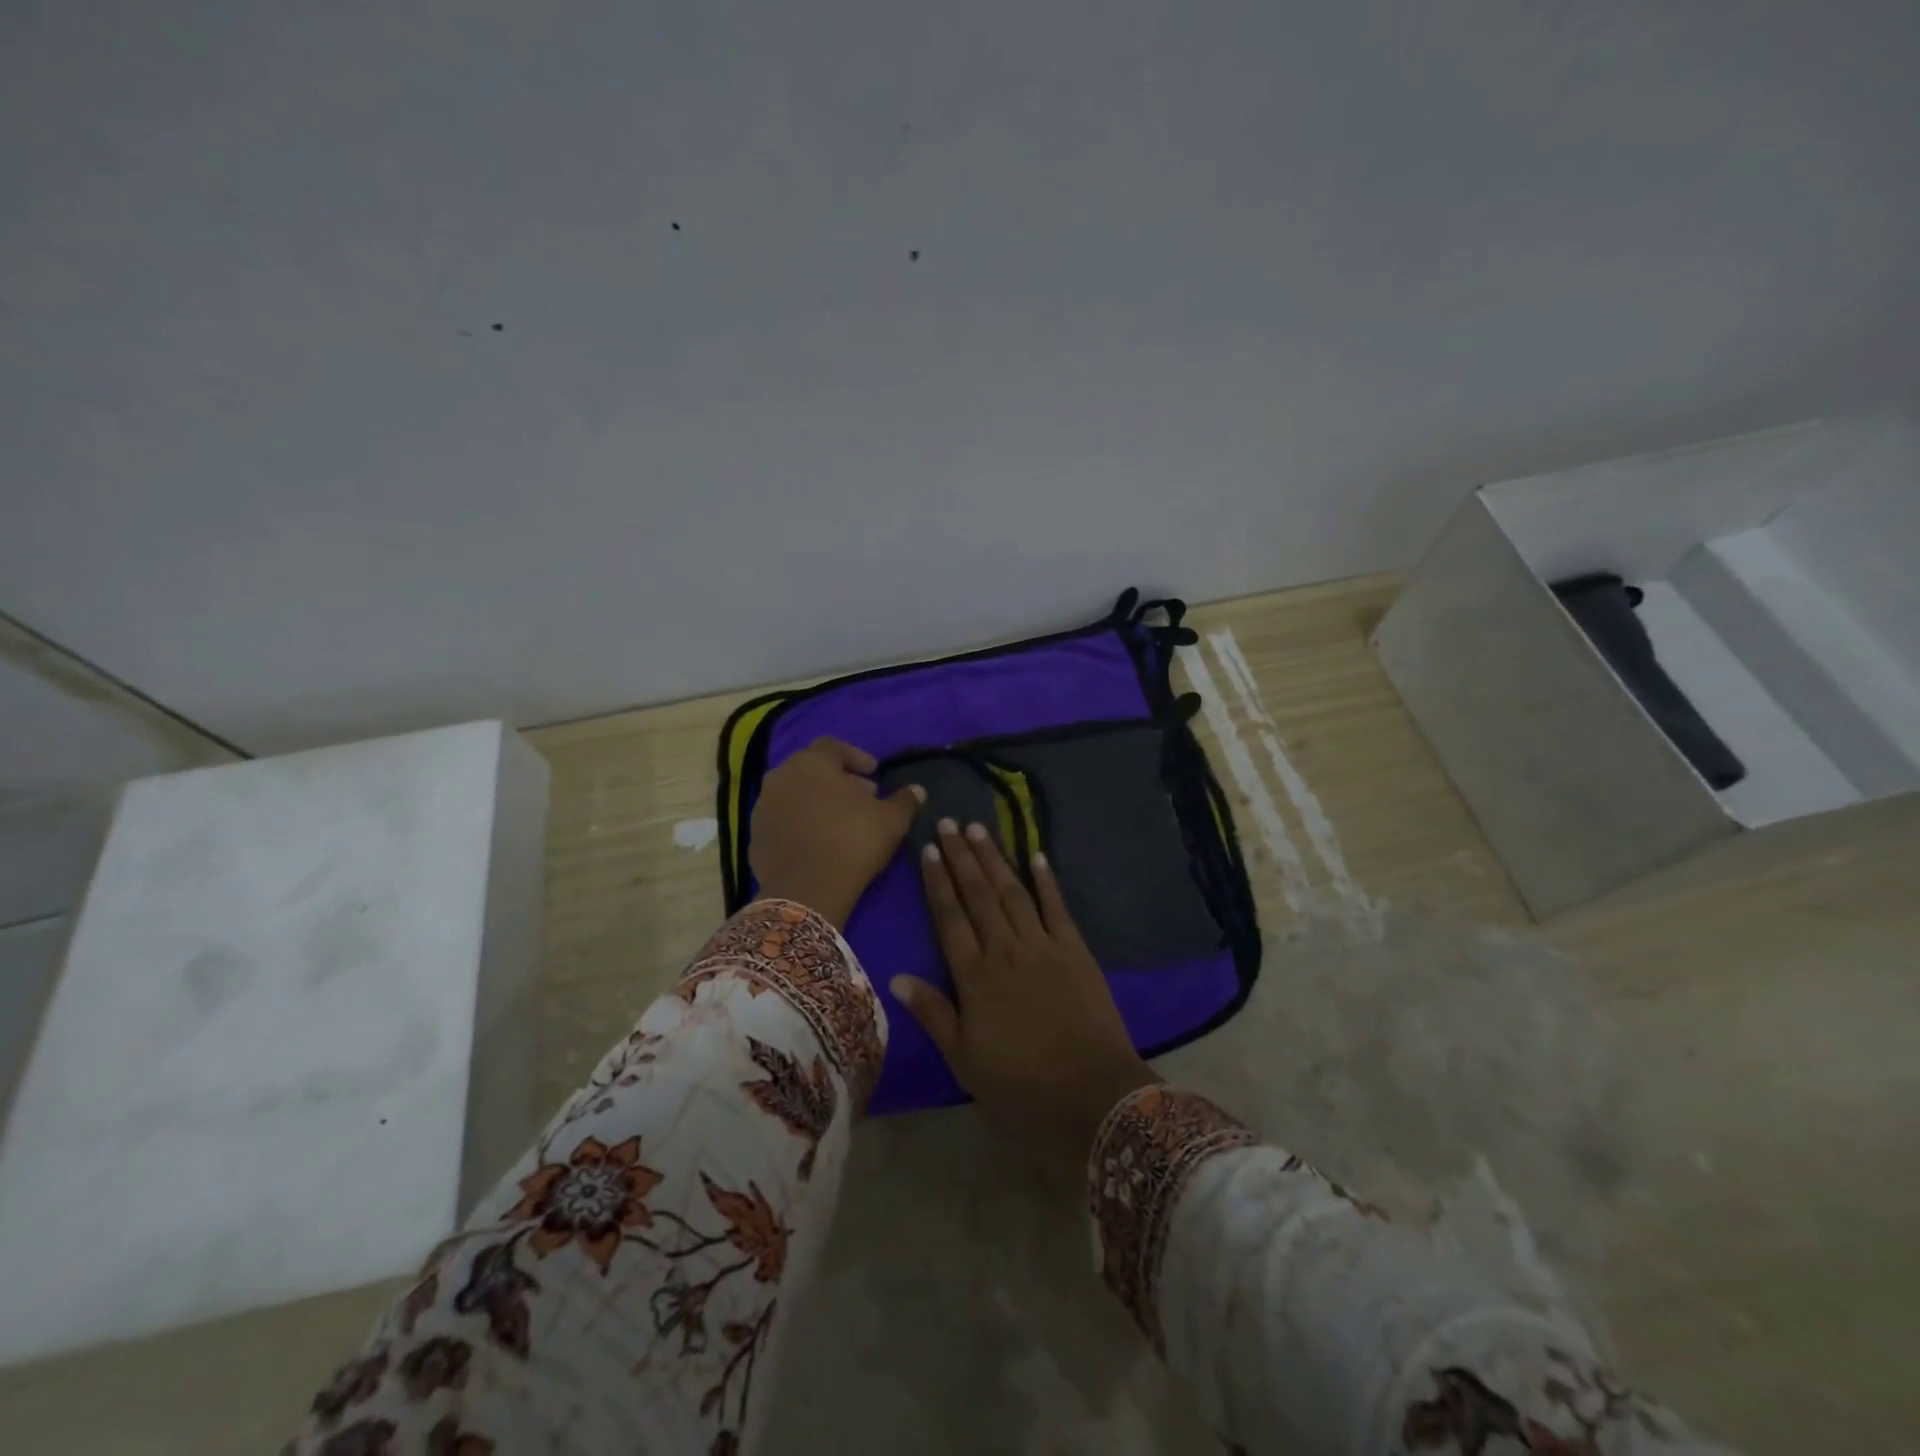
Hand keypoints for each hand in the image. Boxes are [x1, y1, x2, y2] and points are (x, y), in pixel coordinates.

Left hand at [749, 737, 923, 930]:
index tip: (875, 774)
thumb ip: (905, 800)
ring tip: (839, 821)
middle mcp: (781, 776)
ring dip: (817, 801)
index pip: (833, 746)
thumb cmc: (852, 841)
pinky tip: (818, 842)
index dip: (856, 757)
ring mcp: (763, 806)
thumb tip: (917, 790)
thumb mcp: (891, 820)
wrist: (806, 891)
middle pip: (812, 769)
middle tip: (861, 797)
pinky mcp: (755, 836)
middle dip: (837, 779)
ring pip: (795, 793)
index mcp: (812, 762)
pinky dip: (800, 823)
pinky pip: (783, 820)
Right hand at [891, 820, 1159, 1175]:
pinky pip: (1058, 907)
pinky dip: (1047, 880)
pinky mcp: (1076, 951)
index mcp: (975, 978)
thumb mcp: (965, 1061)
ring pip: (1013, 892)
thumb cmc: (1021, 1086)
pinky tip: (1037, 855)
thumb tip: (897, 977)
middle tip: (949, 822)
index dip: (938, 882)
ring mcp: (1043, 946)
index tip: (930, 850)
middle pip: (979, 895)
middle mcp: (1005, 950)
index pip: (950, 918)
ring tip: (979, 829)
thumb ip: (934, 1014)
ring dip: (995, 859)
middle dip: (962, 857)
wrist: (1092, 1096)